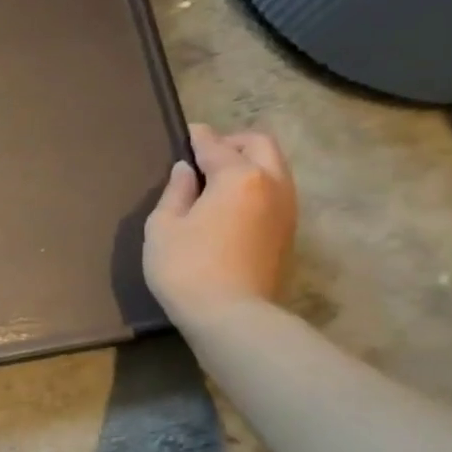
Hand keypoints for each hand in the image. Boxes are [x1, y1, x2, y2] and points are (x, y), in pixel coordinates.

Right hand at [142, 123, 297, 328]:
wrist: (232, 318)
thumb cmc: (187, 267)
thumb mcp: (164, 226)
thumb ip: (175, 192)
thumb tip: (186, 171)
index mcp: (239, 177)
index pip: (216, 145)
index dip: (198, 137)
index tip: (186, 133)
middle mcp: (272, 185)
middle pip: (260, 145)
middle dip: (233, 143)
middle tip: (205, 156)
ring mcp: (286, 211)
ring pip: (274, 168)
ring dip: (249, 164)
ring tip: (218, 180)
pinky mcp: (288, 234)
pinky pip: (275, 193)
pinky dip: (256, 186)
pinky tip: (231, 205)